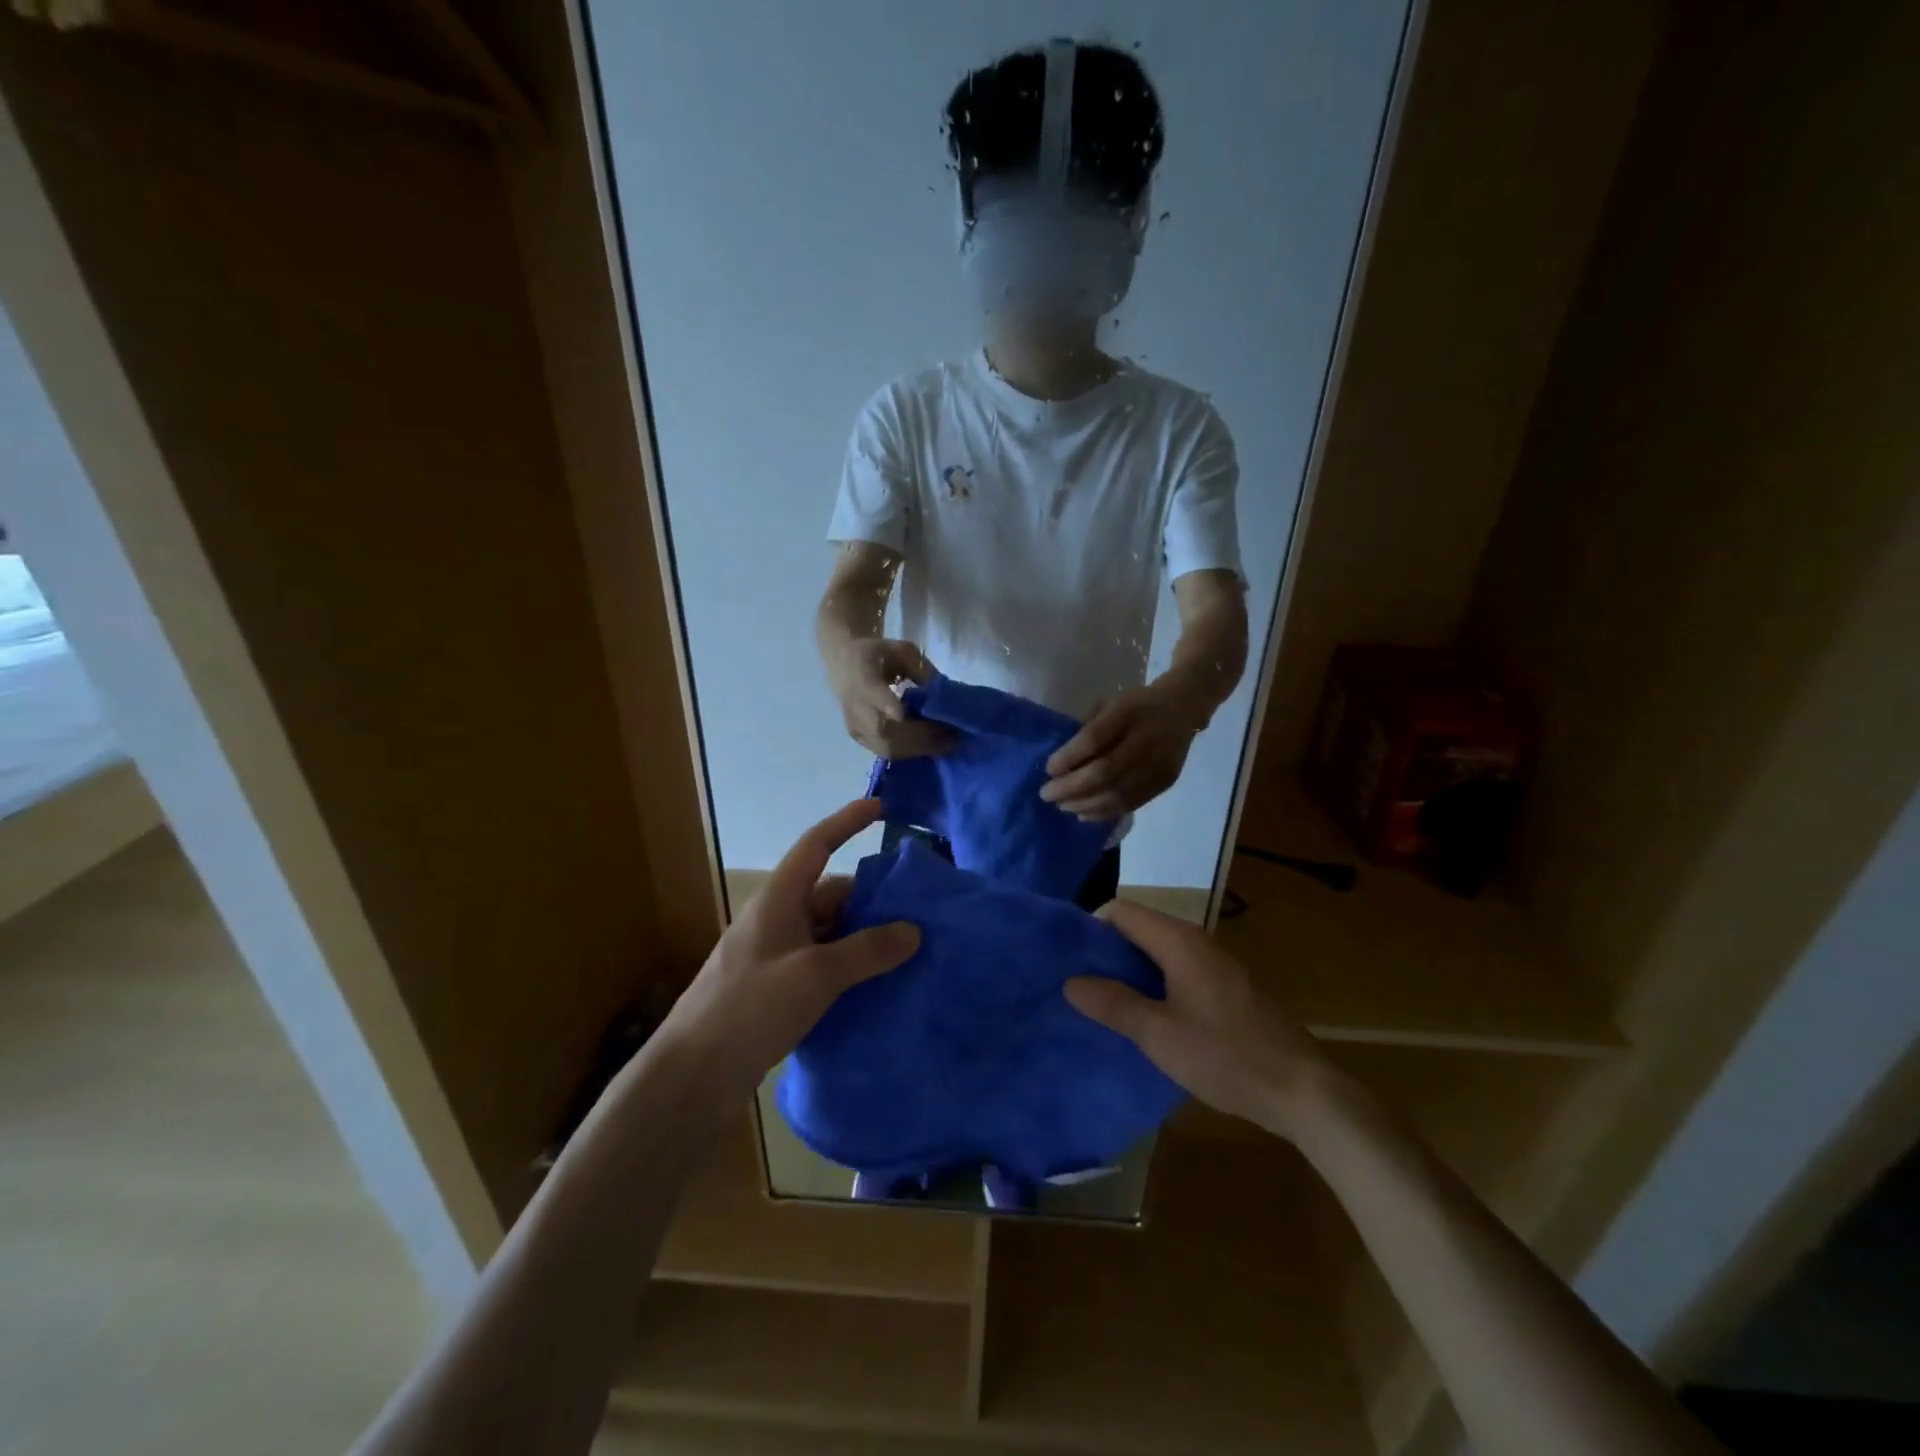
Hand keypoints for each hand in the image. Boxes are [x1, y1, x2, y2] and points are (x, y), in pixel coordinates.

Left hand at [658, 799, 918, 1094]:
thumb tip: (913, 930)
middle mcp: (778, 919)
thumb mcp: (815, 975)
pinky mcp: (778, 988)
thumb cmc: (750, 1009)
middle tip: (918, 907)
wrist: (693, 1075)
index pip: (816, 845)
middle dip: (872, 897)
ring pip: (830, 931)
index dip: (847, 822)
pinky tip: (878, 984)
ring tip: (909, 949)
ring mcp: (777, 955)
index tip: (880, 808)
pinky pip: (824, 962)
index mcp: (779, 900)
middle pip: (831, 892)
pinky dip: (851, 965)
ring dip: (864, 936)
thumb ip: (866, 951)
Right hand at [826, 637, 952, 758]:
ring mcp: (854, 725)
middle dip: (919, 736)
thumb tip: (944, 695)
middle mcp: (854, 704)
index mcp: (861, 675)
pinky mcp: (859, 738)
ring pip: (886, 747)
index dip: (885, 704)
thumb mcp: (902, 650)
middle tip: (951, 736)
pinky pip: (885, 752)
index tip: (901, 714)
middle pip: (883, 729)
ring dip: (919, 748)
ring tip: (947, 743)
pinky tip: (931, 745)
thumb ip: (922, 670)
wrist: (843, 662)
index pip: (871, 692)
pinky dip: (911, 751)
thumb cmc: (878, 654)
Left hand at [1040, 680, 1203, 819]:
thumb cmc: (1136, 705)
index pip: (1094, 739)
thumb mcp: (1110, 703)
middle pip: (1105, 772)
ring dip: (1084, 804)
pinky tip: (1084, 813)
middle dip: (1071, 788)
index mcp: (1128, 712)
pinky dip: (1104, 812)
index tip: (1048, 769)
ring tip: (1062, 806)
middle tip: (1046, 794)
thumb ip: (1089, 728)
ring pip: (1118, 794)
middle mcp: (1146, 739)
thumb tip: (1061, 762)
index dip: (1068, 757)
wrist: (1183, 708)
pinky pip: (1131, 803)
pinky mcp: (1165, 782)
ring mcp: (1159, 764)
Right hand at [1063, 900, 1330, 1135]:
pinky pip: (1179, 972)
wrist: (1304, 1092)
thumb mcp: (1159, 1034)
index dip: (1091, 927)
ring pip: (1159, 953)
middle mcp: (1198, 942)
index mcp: (1179, 942)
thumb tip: (1070, 981)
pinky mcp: (1228, 990)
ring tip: (1103, 1002)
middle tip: (1078, 982)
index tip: (1068, 957)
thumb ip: (1113, 1004)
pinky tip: (1146, 1017)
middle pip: (1140, 929)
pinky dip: (1155, 984)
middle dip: (1107, 951)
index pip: (1122, 911)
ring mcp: (1217, 966)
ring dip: (1130, 971)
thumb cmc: (1226, 1056)